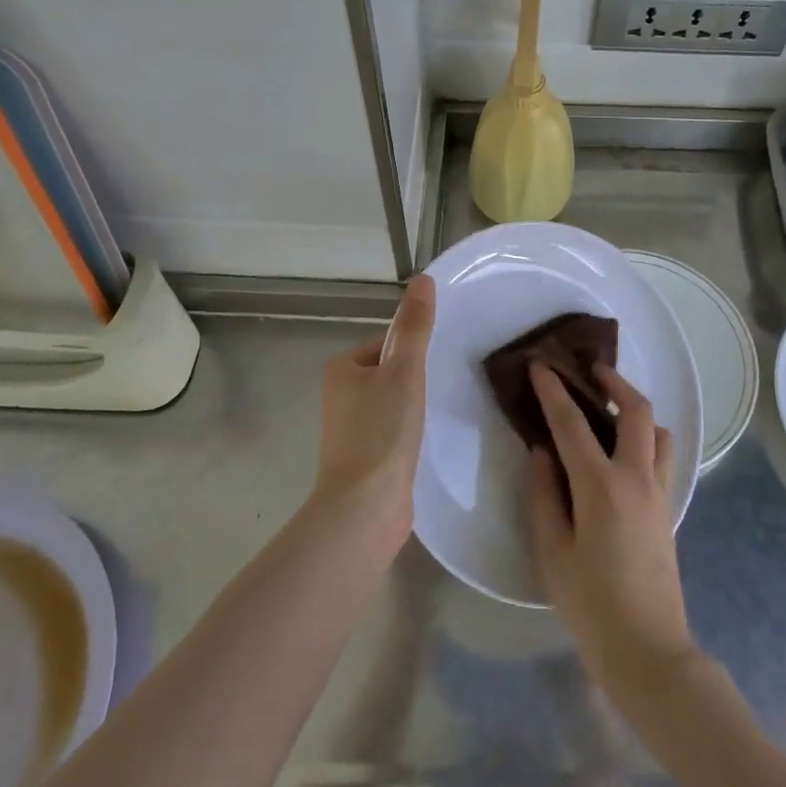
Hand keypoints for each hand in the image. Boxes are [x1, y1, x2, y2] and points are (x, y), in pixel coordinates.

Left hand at [313, 275, 435, 538]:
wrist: (365, 507)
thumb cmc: (381, 431)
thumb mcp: (404, 370)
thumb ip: (415, 327)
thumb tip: (423, 279)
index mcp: (341, 369)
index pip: (387, 344)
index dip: (415, 351)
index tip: (438, 364)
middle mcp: (340, 396)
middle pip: (391, 373)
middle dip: (417, 380)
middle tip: (446, 387)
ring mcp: (351, 431)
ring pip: (394, 404)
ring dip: (416, 407)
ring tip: (441, 414)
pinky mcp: (365, 460)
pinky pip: (394, 432)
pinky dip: (411, 433)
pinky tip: (429, 442)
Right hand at [527, 362, 696, 705]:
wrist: (648, 650)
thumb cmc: (591, 605)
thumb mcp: (552, 553)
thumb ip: (543, 496)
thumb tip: (541, 453)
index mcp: (600, 486)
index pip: (572, 423)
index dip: (554, 390)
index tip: (541, 365)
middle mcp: (636, 478)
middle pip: (636, 411)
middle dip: (614, 382)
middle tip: (590, 371)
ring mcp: (659, 492)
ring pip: (659, 431)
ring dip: (637, 409)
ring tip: (612, 409)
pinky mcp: (669, 509)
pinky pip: (663, 456)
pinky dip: (647, 437)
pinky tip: (625, 451)